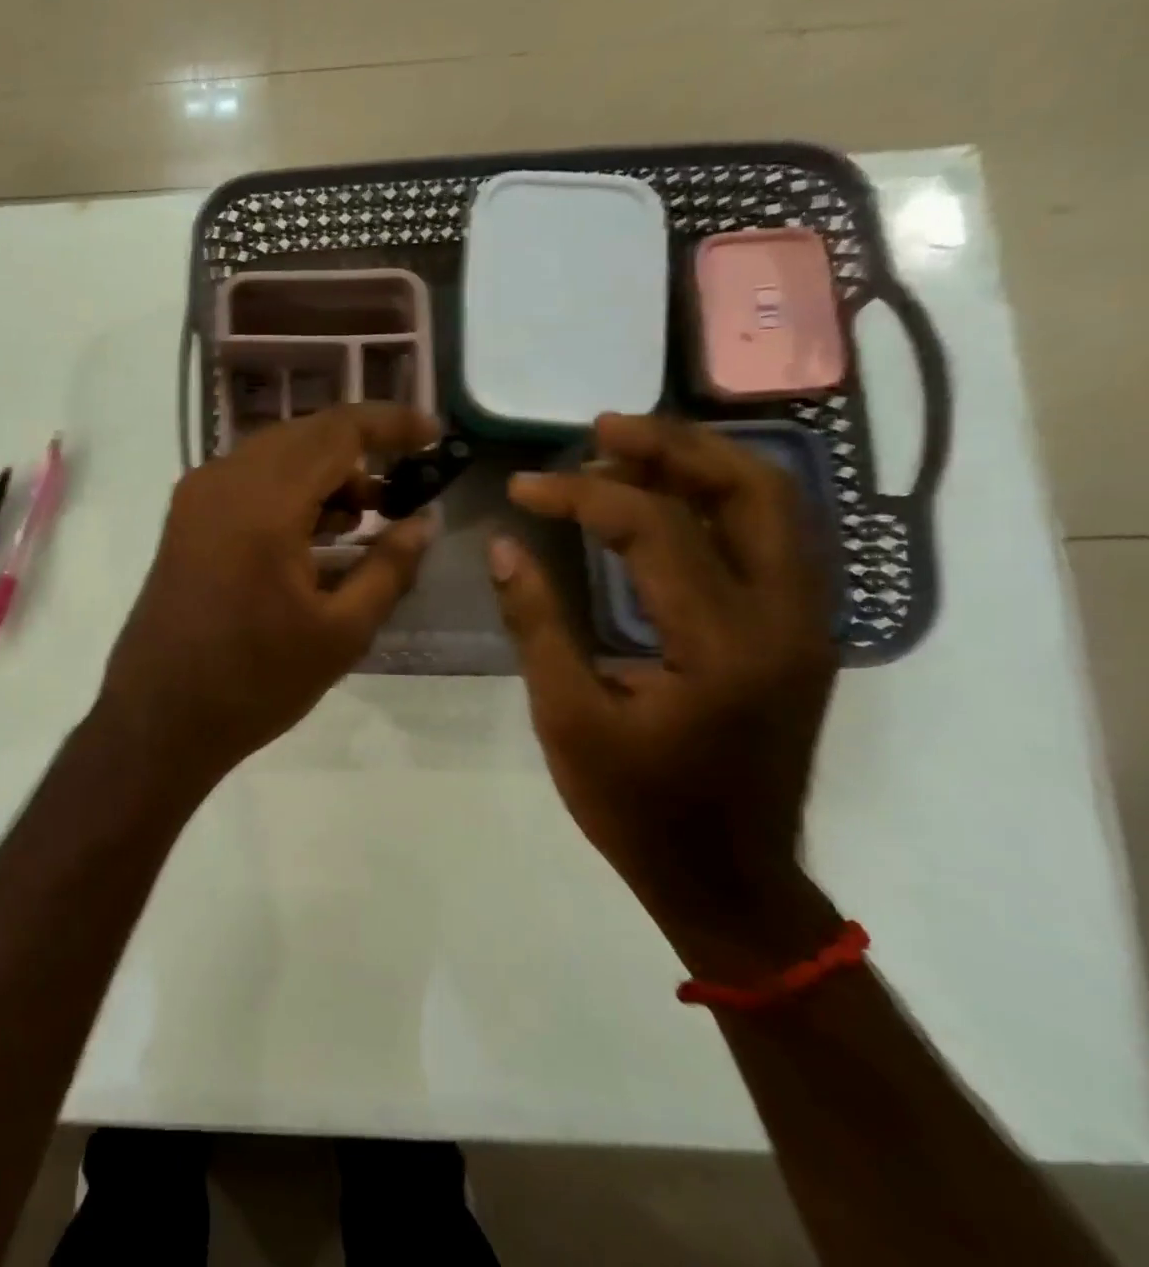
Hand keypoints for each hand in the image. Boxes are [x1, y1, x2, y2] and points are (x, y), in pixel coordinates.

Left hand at [97, 404, 440, 799]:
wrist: (159, 719)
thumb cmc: (255, 682)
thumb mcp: (340, 633)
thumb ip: (390, 567)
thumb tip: (424, 521)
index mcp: (263, 503)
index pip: (336, 431)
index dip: (389, 423)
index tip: (431, 435)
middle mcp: (222, 482)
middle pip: (303, 436)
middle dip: (358, 451)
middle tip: (403, 485)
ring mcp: (195, 498)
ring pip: (272, 456)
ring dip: (322, 472)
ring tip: (367, 514)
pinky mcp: (184, 520)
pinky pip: (245, 482)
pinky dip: (287, 491)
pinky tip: (316, 531)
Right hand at [490, 414, 839, 951]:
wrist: (728, 879)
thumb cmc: (638, 807)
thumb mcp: (568, 718)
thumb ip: (536, 624)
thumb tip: (503, 546)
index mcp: (725, 645)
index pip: (656, 529)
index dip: (583, 494)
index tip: (523, 485)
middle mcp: (786, 620)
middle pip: (752, 491)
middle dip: (672, 447)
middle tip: (600, 429)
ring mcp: (805, 624)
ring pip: (776, 507)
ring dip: (704, 464)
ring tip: (630, 447)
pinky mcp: (797, 633)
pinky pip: (773, 538)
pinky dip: (721, 500)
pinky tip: (668, 499)